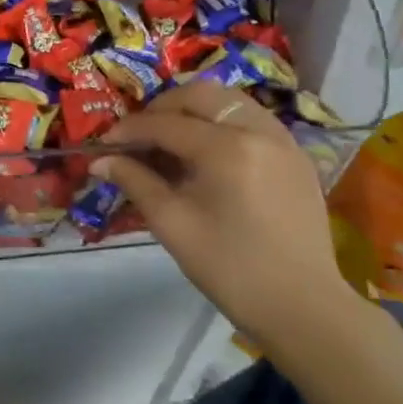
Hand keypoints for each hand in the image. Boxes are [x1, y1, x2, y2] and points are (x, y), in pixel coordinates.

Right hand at [95, 82, 357, 347]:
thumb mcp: (172, 224)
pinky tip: (208, 152)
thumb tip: (100, 161)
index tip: (105, 142)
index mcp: (226, 148)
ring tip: (172, 137)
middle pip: (201, 95)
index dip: (130, 129)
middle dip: (163, 107)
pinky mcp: (297, 156)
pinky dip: (223, 122)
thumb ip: (135, 182)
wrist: (302, 308)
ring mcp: (284, 140)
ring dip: (195, 109)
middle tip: (140, 133)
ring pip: (231, 101)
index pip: (166, 123)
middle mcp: (258, 131)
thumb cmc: (230, 269)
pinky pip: (253, 119)